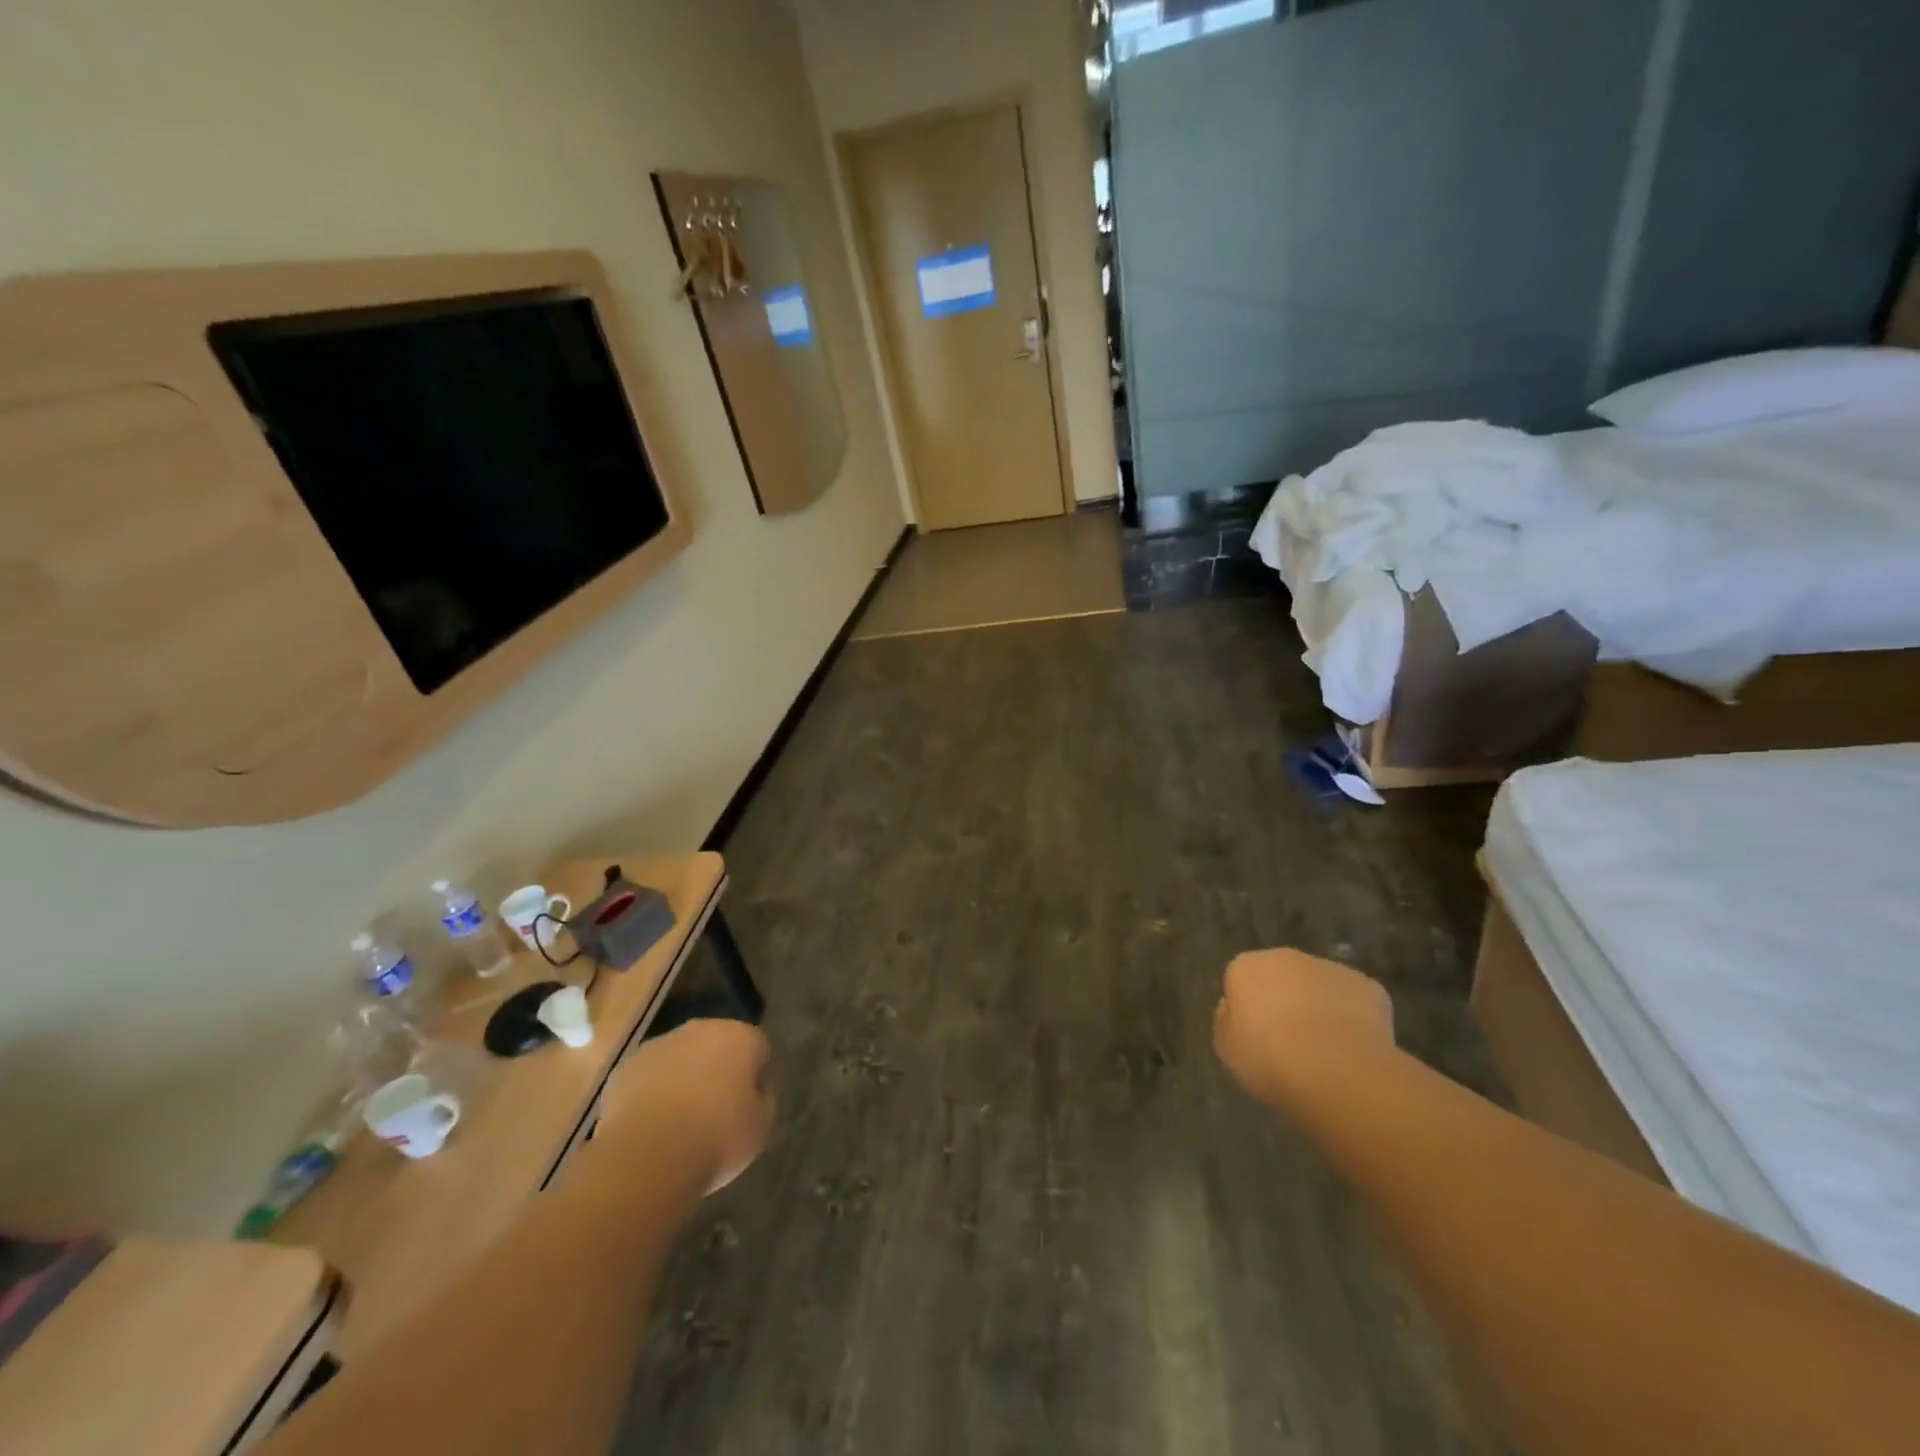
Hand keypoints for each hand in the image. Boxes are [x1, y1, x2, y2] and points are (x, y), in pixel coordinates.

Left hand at [600, 1019, 774, 1193]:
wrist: (647, 1156)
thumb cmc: (717, 1138)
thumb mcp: (761, 1127)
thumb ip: (763, 1100)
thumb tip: (754, 1092)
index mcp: (740, 1037)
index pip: (758, 1047)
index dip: (756, 1076)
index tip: (750, 1105)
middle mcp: (701, 1029)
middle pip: (716, 1045)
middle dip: (717, 1069)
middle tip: (716, 1110)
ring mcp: (659, 1045)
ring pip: (680, 1057)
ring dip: (683, 1078)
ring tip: (680, 1122)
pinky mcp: (625, 1067)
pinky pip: (648, 1076)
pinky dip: (652, 1093)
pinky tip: (652, 1126)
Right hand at [1214, 949, 1394, 1109]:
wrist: (1337, 1072)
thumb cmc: (1270, 1060)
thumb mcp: (1228, 1049)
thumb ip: (1227, 1022)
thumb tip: (1236, 1011)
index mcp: (1246, 967)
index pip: (1239, 980)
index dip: (1246, 1009)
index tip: (1253, 1037)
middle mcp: (1286, 957)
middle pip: (1280, 976)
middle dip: (1283, 1001)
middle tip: (1287, 1043)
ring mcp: (1330, 968)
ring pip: (1318, 986)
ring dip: (1318, 1008)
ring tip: (1325, 1052)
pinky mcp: (1368, 987)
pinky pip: (1353, 1002)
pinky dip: (1352, 1020)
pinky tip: (1353, 1052)